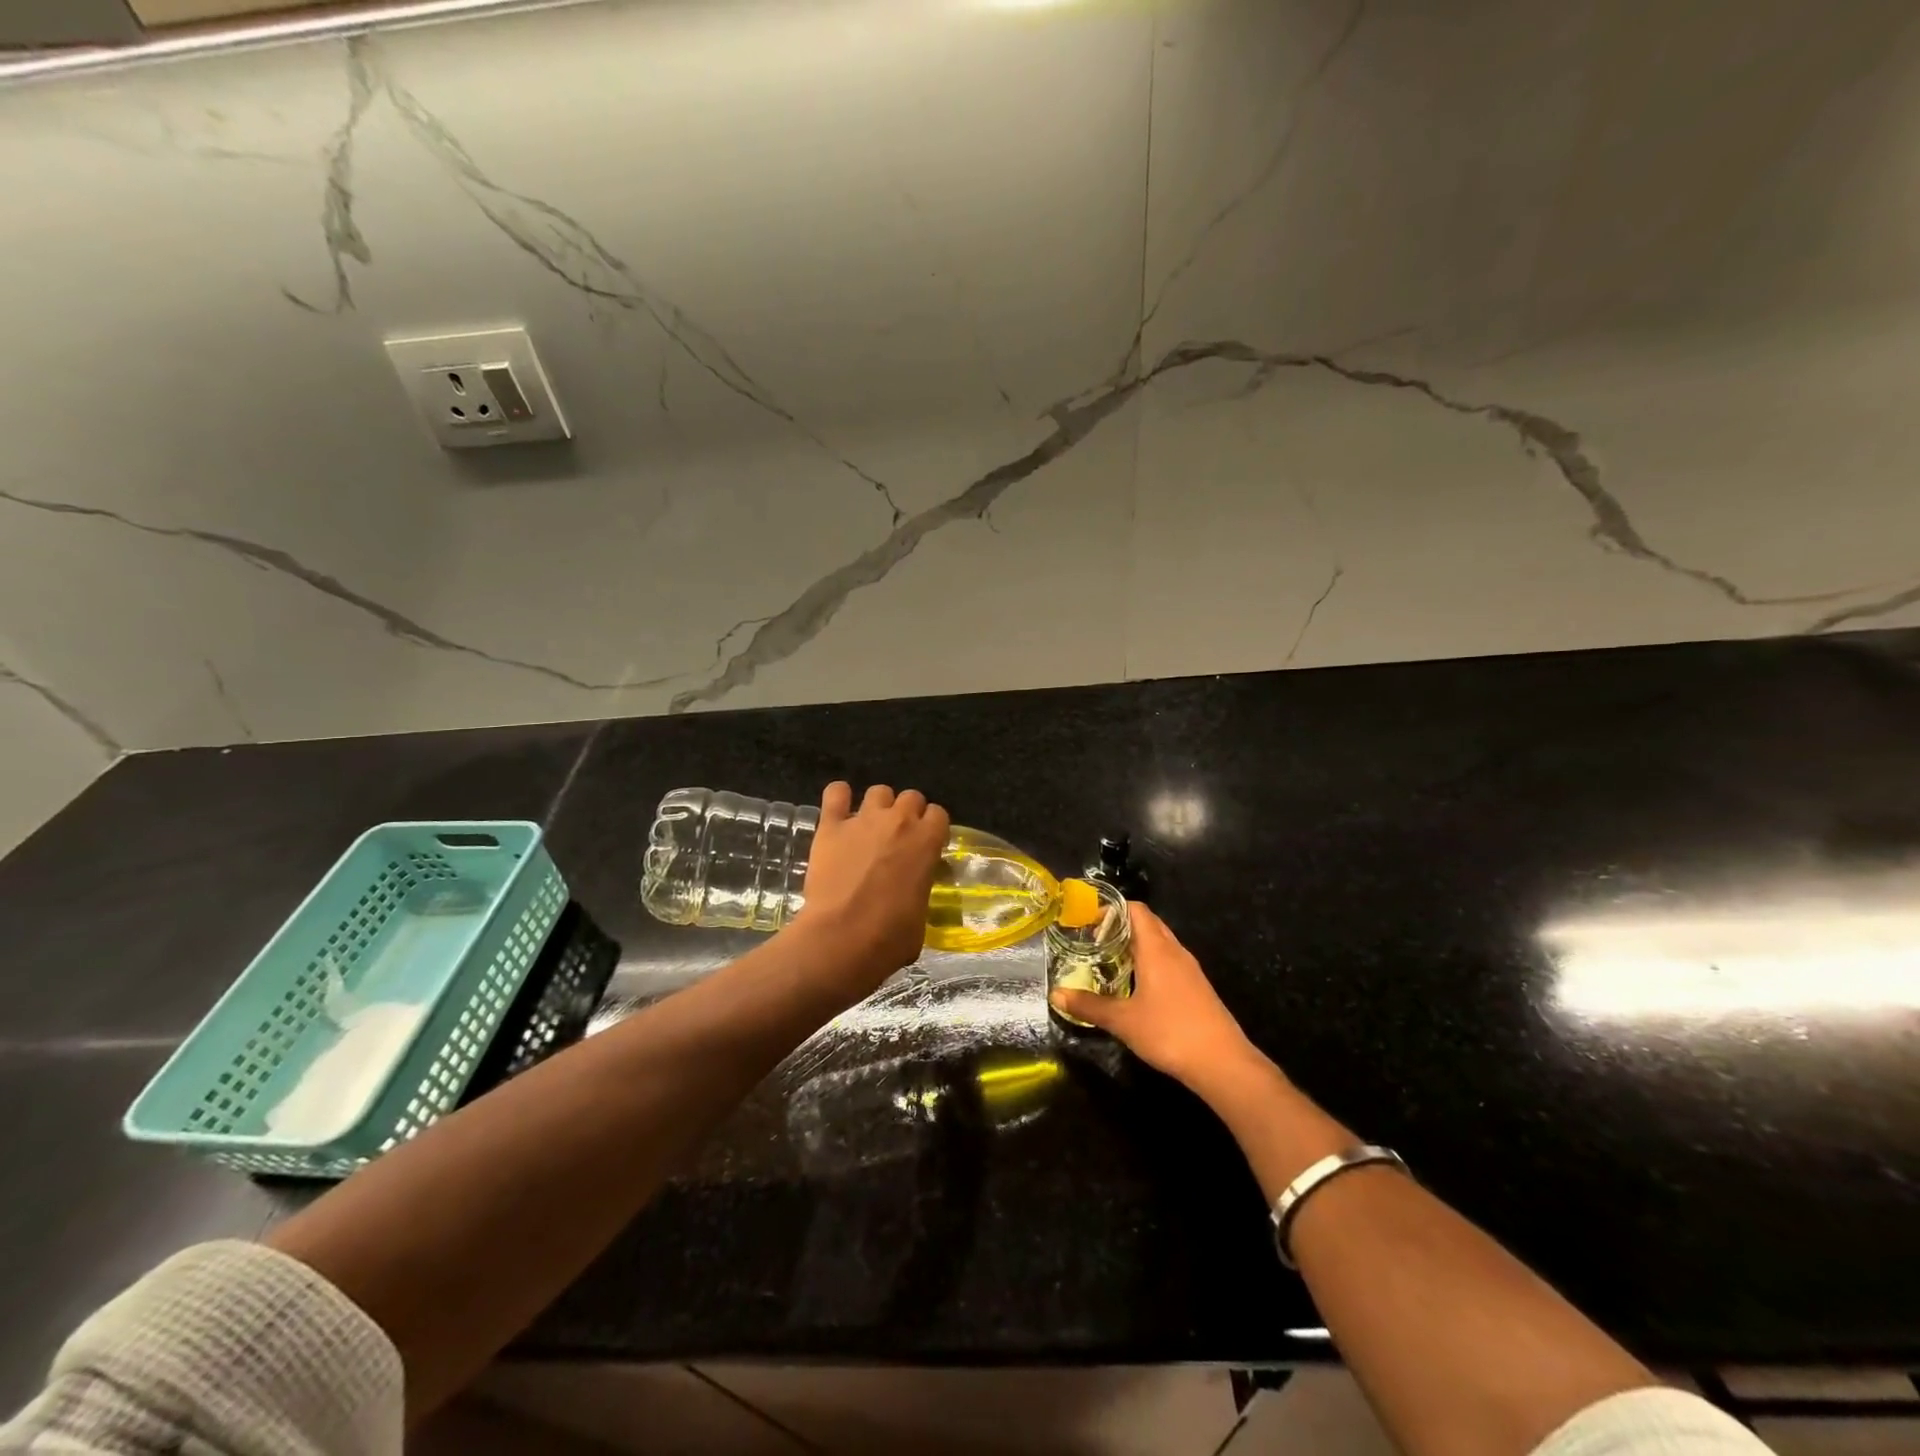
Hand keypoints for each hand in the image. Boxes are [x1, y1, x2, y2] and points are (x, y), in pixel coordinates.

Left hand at [796, 782, 949, 990]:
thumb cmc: (890, 937)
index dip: (932, 828)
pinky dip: (839, 797)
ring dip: (878, 806)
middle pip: (911, 797)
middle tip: (897, 838)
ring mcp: (863, 819)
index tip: (925, 845)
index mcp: (927, 841)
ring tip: (868, 827)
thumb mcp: (921, 917)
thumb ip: (919, 892)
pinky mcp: (830, 826)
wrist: (842, 938)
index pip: (939, 814)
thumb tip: (911, 898)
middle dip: (907, 813)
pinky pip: (836, 793)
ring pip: (878, 791)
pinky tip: (838, 811)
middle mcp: (899, 821)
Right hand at [1051, 902, 1261, 1093]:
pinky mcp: (1196, 987)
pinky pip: (1168, 962)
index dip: (1111, 908)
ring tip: (1109, 961)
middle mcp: (1175, 951)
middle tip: (1093, 940)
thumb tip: (1055, 994)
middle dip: (1120, 926)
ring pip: (1159, 943)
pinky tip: (1135, 985)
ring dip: (1135, 945)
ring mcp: (1189, 969)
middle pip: (1148, 923)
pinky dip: (1149, 962)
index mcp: (1156, 948)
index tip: (1087, 920)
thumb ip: (1089, 1005)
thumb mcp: (1123, 1020)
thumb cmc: (1169, 1032)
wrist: (1222, 1063)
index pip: (1135, 909)